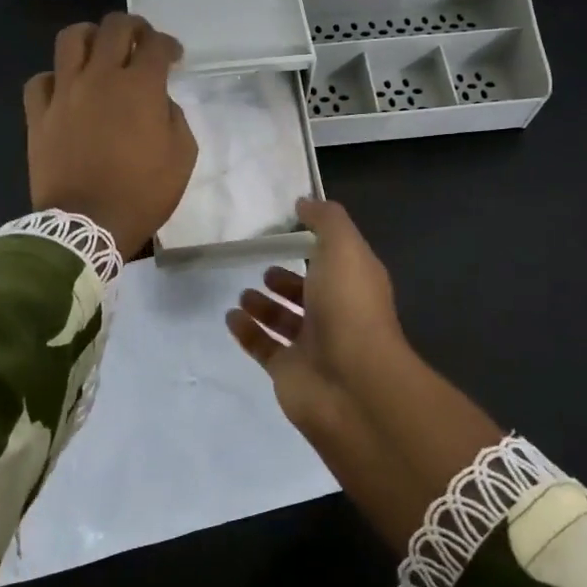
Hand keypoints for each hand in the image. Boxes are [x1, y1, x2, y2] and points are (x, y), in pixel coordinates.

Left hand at [24, 14, 197, 258]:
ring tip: (98, 50)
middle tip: (140, 41)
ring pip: (71, 39)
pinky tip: (65, 88)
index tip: (173, 58)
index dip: (168, 44)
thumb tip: (160, 102)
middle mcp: (100, 77)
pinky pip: (40, 80)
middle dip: (133, 27)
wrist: (87, 225)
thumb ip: (175, 118)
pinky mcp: (38, 115)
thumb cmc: (142, 193)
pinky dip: (55, 78)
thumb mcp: (182, 157)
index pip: (155, 44)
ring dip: (90, 36)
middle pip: (114, 27)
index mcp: (140, 87)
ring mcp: (64, 93)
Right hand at [225, 198, 408, 433]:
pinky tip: (231, 317)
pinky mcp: (288, 371)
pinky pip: (263, 347)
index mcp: (355, 283)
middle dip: (287, 280)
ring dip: (264, 305)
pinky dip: (247, 332)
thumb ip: (326, 220)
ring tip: (243, 292)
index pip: (336, 260)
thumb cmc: (349, 307)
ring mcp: (313, 346)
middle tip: (264, 267)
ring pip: (285, 321)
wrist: (351, 383)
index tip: (288, 230)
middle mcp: (337, 313)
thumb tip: (304, 202)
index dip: (316, 245)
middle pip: (309, 292)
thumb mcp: (344, 247)